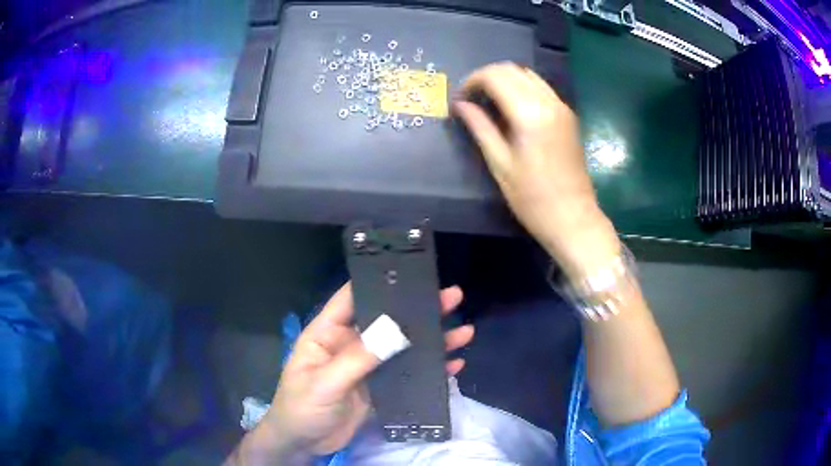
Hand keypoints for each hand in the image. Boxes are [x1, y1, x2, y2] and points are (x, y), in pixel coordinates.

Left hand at [263, 283, 472, 455]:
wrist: (304, 443)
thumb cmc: (301, 408)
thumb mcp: (325, 382)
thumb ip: (358, 358)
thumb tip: (396, 330)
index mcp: (328, 334)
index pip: (352, 299)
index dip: (378, 283)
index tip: (410, 272)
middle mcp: (350, 344)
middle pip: (386, 321)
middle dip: (418, 310)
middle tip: (451, 297)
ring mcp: (368, 367)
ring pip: (403, 347)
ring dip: (431, 340)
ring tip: (463, 331)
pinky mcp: (381, 388)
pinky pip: (408, 374)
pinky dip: (430, 370)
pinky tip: (453, 365)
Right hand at [453, 62, 619, 277]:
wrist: (573, 218)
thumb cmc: (532, 198)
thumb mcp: (500, 164)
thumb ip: (480, 127)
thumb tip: (460, 105)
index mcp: (530, 114)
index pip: (496, 76)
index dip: (472, 81)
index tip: (460, 99)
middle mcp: (549, 102)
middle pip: (513, 70)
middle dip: (487, 77)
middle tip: (471, 98)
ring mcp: (562, 107)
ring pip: (528, 75)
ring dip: (505, 80)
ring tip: (489, 101)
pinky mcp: (568, 115)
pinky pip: (541, 88)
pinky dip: (522, 88)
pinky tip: (511, 107)